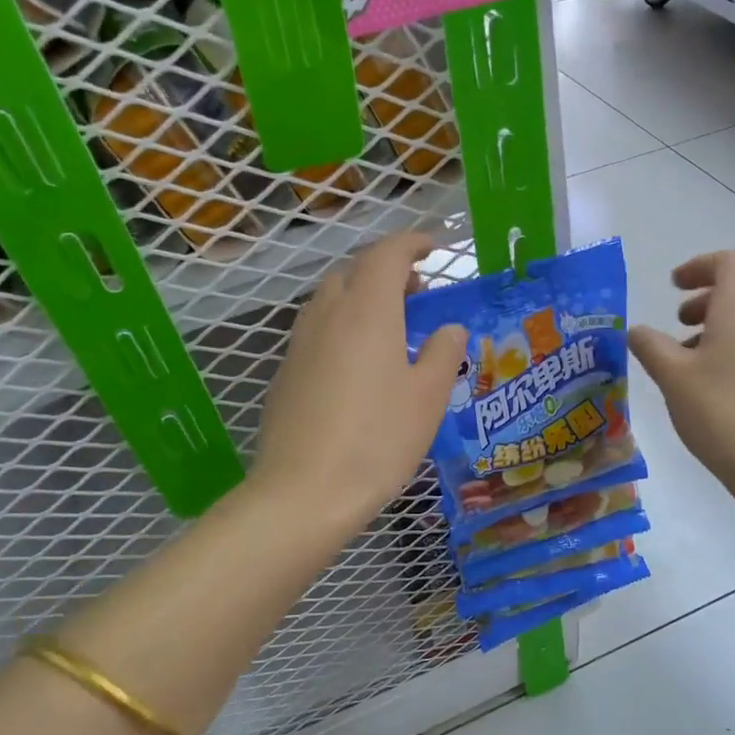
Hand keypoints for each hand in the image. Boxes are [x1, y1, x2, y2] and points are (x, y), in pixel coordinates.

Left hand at [252, 232, 467, 531]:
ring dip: (362, 297)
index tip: (434, 246)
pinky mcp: (287, 372)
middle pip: (354, 271)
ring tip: (391, 327)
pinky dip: (343, 325)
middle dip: (386, 270)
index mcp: (367, 310)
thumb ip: (442, 353)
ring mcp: (300, 343)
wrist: (304, 491)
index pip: (387, 254)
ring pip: (331, 299)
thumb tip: (448, 329)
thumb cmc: (378, 440)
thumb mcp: (427, 397)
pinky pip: (318, 329)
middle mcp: (328, 315)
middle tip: (417, 294)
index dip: (411, 243)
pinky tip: (360, 364)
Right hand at [628, 251, 734, 488]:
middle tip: (682, 316)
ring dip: (720, 317)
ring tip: (686, 349)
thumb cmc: (719, 410)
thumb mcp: (671, 375)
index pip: (733, 262)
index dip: (701, 265)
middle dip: (712, 289)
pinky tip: (705, 377)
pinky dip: (732, 340)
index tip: (673, 285)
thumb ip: (649, 346)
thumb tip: (634, 330)